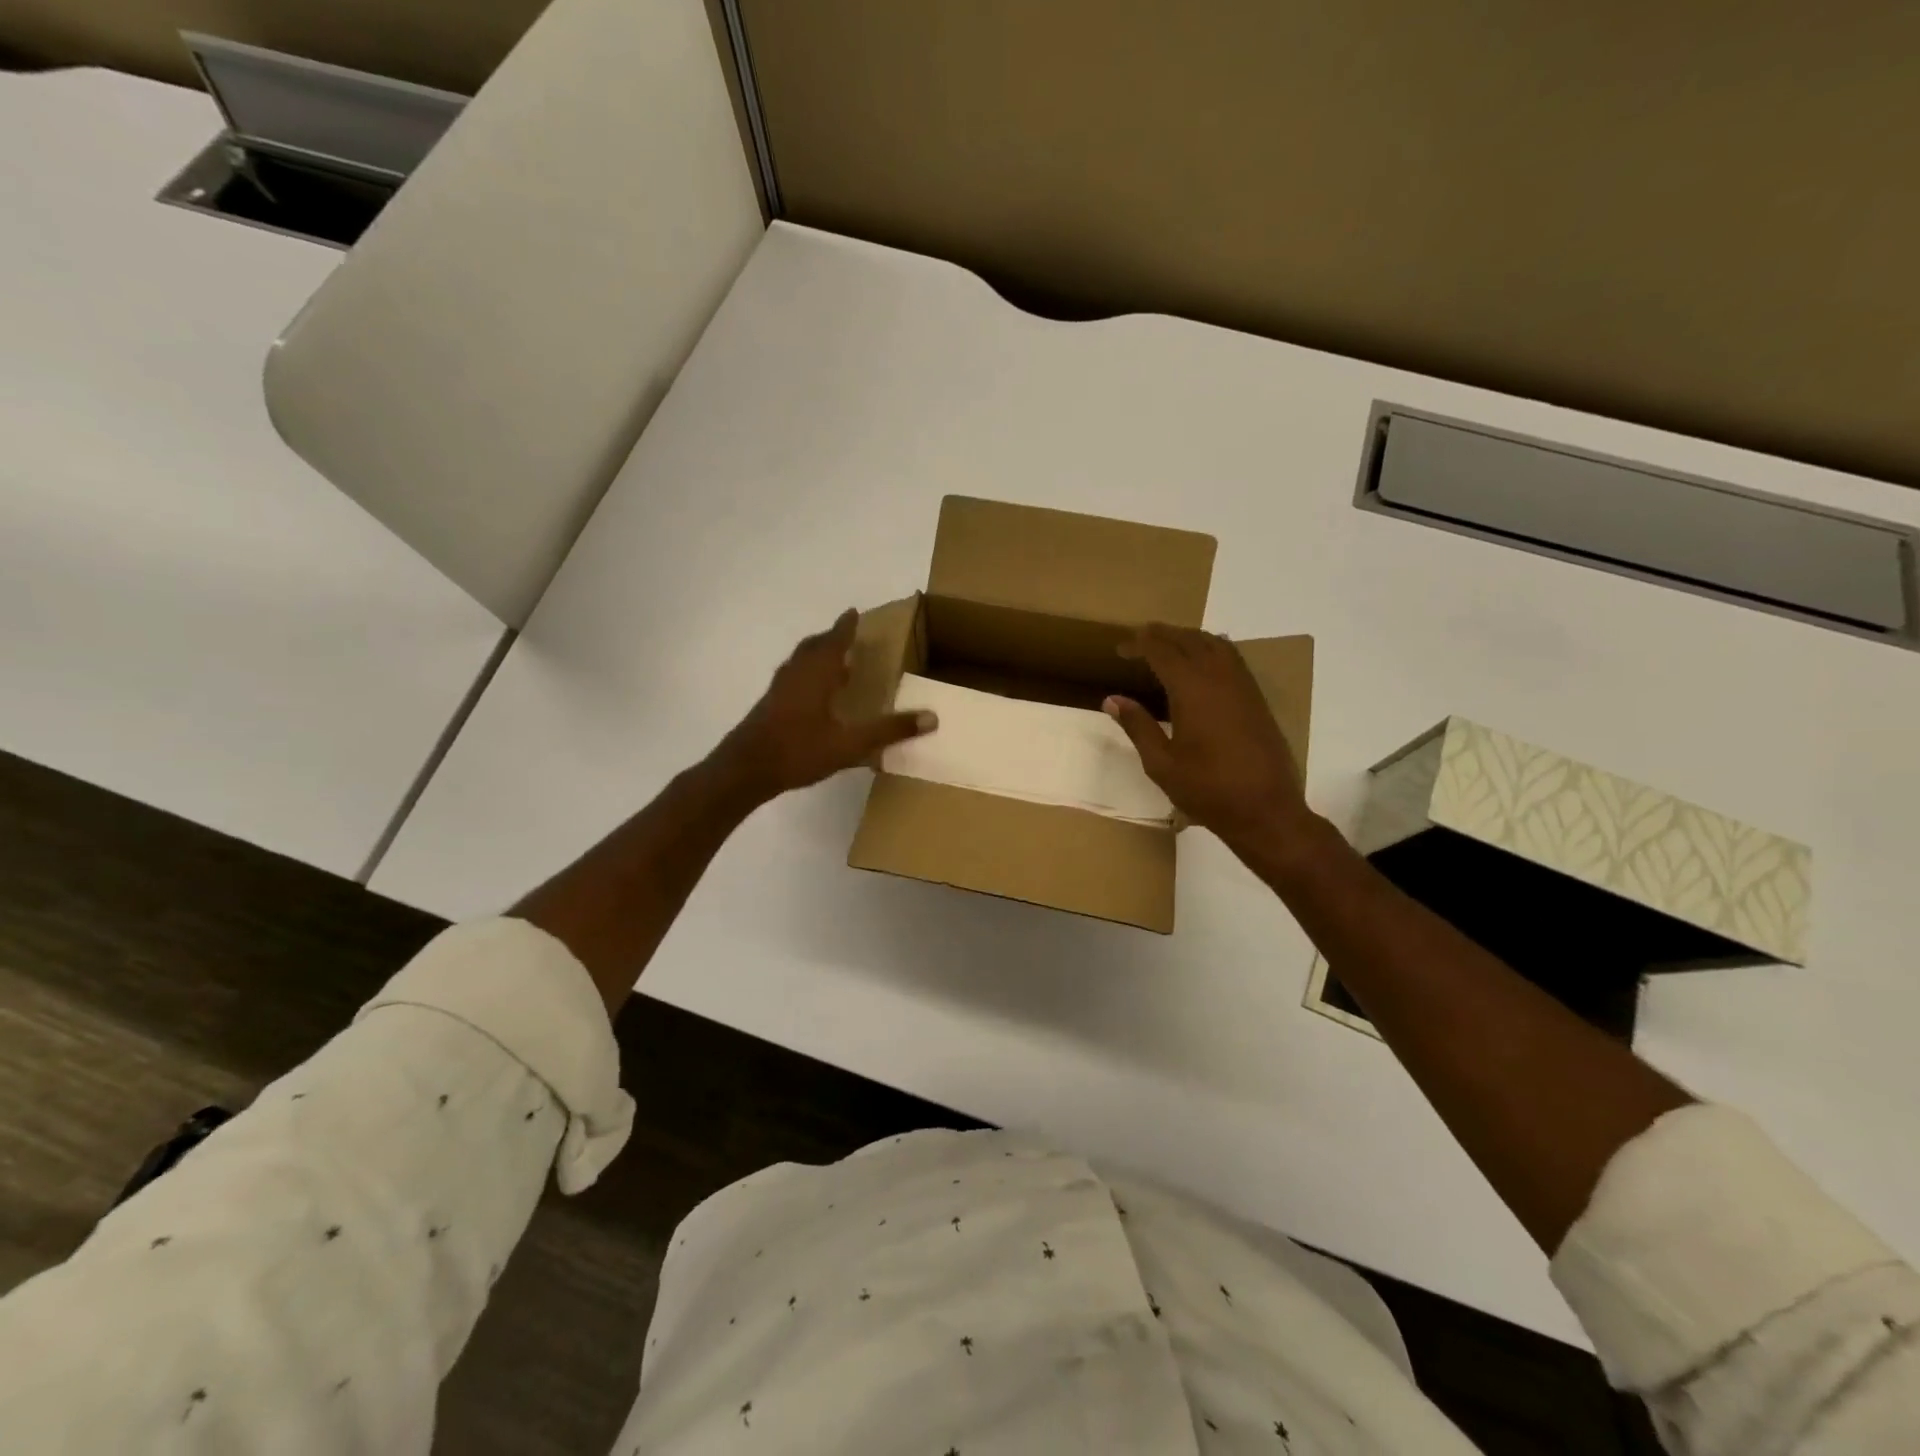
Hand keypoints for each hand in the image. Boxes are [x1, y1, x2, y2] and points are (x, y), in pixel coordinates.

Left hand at [710, 609, 936, 804]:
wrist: (746, 769)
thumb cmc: (799, 750)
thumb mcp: (850, 744)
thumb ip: (889, 730)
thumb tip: (932, 717)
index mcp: (815, 674)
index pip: (834, 641)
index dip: (845, 627)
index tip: (853, 612)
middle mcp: (796, 674)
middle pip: (813, 647)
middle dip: (830, 638)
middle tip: (846, 634)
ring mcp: (779, 689)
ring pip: (799, 662)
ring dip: (816, 655)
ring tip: (833, 660)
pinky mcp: (769, 705)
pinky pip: (792, 677)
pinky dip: (806, 674)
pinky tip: (814, 694)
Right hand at [1103, 624, 1310, 848]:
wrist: (1265, 810)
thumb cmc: (1207, 789)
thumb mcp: (1161, 763)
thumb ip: (1137, 726)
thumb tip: (1112, 700)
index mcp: (1192, 690)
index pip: (1161, 652)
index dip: (1139, 644)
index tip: (1120, 648)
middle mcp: (1219, 678)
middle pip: (1188, 640)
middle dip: (1162, 634)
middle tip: (1139, 638)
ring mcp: (1242, 685)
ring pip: (1214, 643)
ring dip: (1188, 637)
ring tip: (1168, 643)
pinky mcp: (1256, 698)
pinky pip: (1232, 657)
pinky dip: (1211, 648)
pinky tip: (1202, 662)